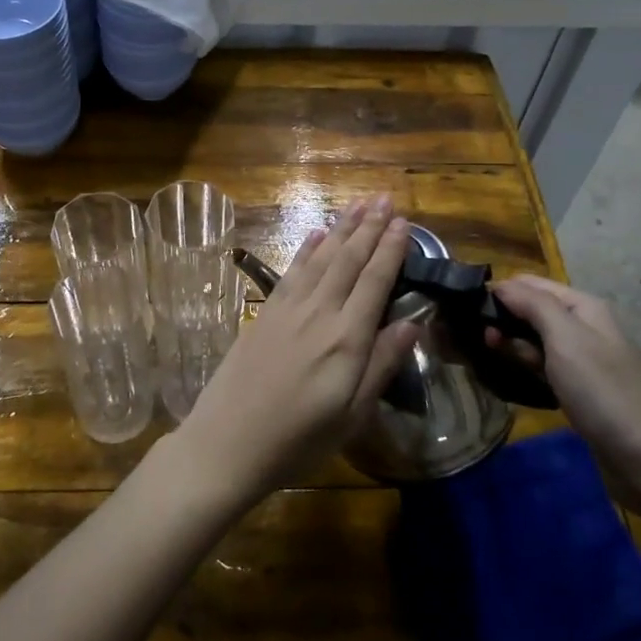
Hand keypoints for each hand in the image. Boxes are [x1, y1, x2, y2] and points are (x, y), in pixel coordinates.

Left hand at [172, 196, 419, 509]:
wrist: (227, 443)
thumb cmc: (298, 441)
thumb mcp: (352, 416)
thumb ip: (381, 365)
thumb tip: (413, 323)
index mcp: (346, 340)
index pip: (375, 282)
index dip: (390, 249)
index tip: (404, 222)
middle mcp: (318, 314)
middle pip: (348, 260)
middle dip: (369, 227)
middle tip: (385, 198)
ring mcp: (288, 310)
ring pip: (320, 258)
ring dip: (341, 228)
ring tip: (358, 204)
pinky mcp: (265, 314)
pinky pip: (292, 272)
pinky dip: (306, 249)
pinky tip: (316, 234)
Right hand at [489, 275, 640, 498]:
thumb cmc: (601, 390)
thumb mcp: (566, 339)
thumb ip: (533, 305)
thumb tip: (500, 285)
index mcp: (583, 307)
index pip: (531, 283)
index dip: (501, 291)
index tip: (466, 306)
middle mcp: (582, 326)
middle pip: (532, 309)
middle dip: (502, 317)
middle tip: (472, 334)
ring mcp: (580, 357)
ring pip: (533, 338)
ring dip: (509, 341)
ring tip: (483, 351)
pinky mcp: (575, 385)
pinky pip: (541, 364)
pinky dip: (523, 364)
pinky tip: (505, 371)